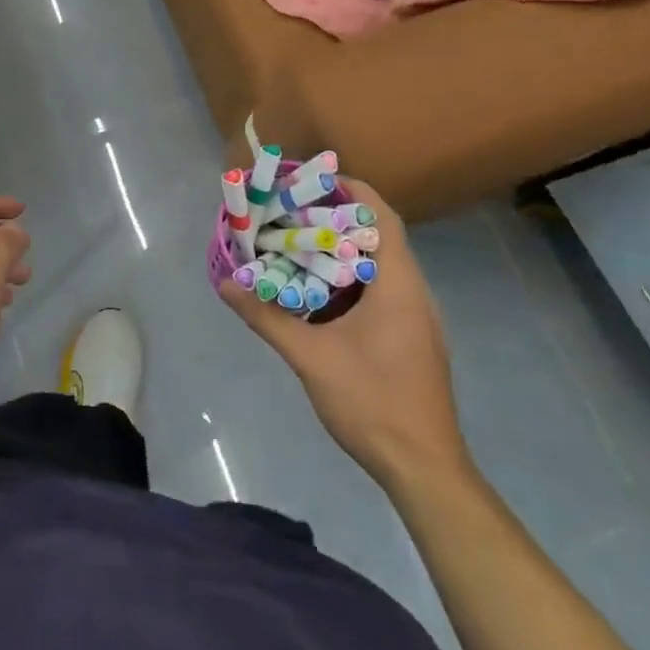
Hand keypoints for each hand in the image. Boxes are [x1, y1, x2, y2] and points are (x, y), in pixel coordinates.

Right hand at [220, 179, 467, 487]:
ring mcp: (418, 317)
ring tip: (300, 244)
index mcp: (398, 285)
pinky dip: (352, 278)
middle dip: (338, 218)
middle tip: (294, 211)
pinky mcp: (413, 338)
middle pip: (380, 236)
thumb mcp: (310, 357)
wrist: (424, 469)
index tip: (314, 180)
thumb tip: (225, 283)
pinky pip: (383, 290)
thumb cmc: (372, 403)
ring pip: (381, 265)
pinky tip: (319, 293)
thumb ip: (266, 317)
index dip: (352, 191)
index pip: (382, 218)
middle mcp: (414, 292)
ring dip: (344, 250)